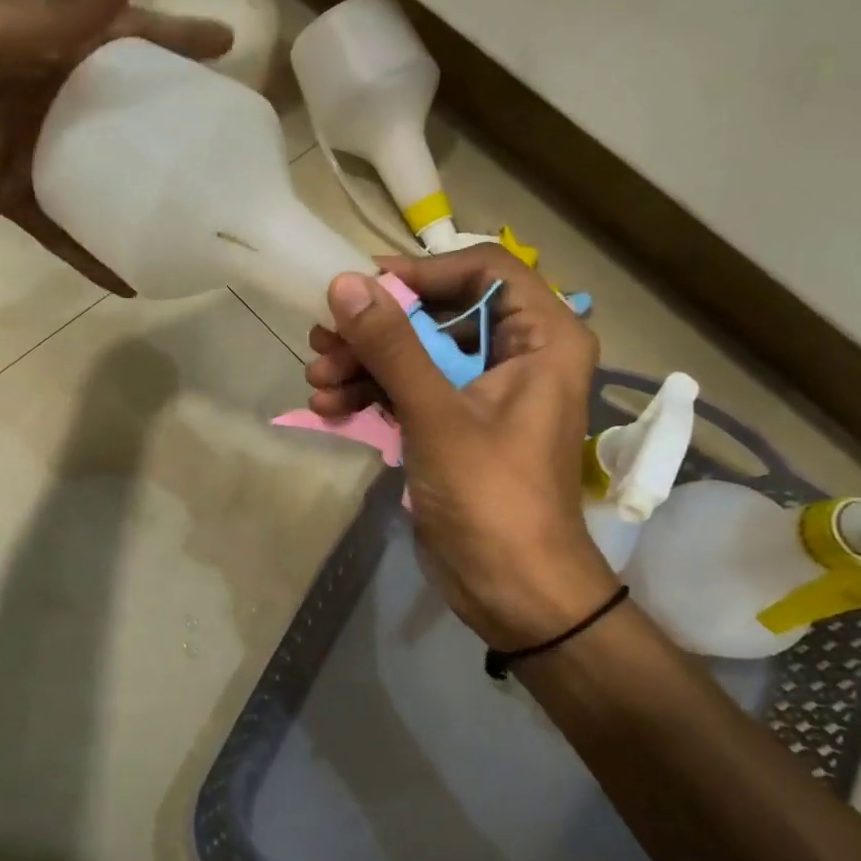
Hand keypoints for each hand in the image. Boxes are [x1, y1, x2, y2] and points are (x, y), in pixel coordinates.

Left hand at [0, 0, 231, 291]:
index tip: (230, 49)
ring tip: (188, 220)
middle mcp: (52, 94)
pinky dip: (91, 252)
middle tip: (224, 151)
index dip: (179, 41)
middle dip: (172, 126)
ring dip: (139, 196)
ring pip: (101, 174)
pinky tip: (129, 279)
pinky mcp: (12, 191)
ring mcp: (35, 147)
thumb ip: (62, 6)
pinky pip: (63, 226)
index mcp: (52, 44)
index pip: (131, 37)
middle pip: (126, 111)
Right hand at [305, 246, 618, 648]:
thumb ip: (391, 346)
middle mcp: (517, 355)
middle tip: (323, 342)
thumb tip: (345, 283)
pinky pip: (408, 390)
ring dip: (362, 364)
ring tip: (318, 381)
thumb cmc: (492, 495)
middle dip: (376, 329)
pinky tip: (329, 409)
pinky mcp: (454, 424)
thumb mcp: (436, 414)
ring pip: (415, 353)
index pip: (484, 270)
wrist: (512, 589)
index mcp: (542, 338)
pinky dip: (370, 394)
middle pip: (438, 313)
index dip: (423, 272)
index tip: (366, 289)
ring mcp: (481, 392)